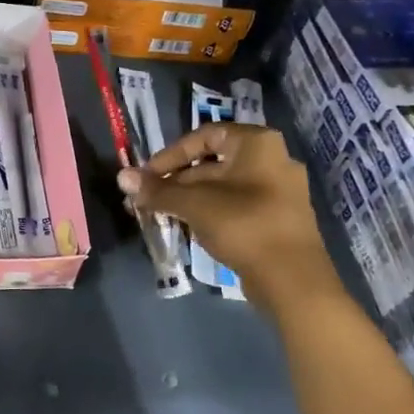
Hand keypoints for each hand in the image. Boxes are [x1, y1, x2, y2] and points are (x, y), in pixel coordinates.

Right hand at [118, 123, 335, 293]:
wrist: (291, 277)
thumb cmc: (243, 225)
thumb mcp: (194, 205)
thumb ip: (158, 190)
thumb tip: (122, 177)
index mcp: (257, 144)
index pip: (205, 135)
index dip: (171, 154)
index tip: (147, 176)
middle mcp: (272, 159)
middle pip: (212, 162)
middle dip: (175, 181)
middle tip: (147, 200)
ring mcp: (277, 191)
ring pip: (222, 187)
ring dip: (188, 199)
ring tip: (160, 215)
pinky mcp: (276, 218)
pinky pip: (235, 206)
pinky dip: (209, 212)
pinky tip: (187, 228)